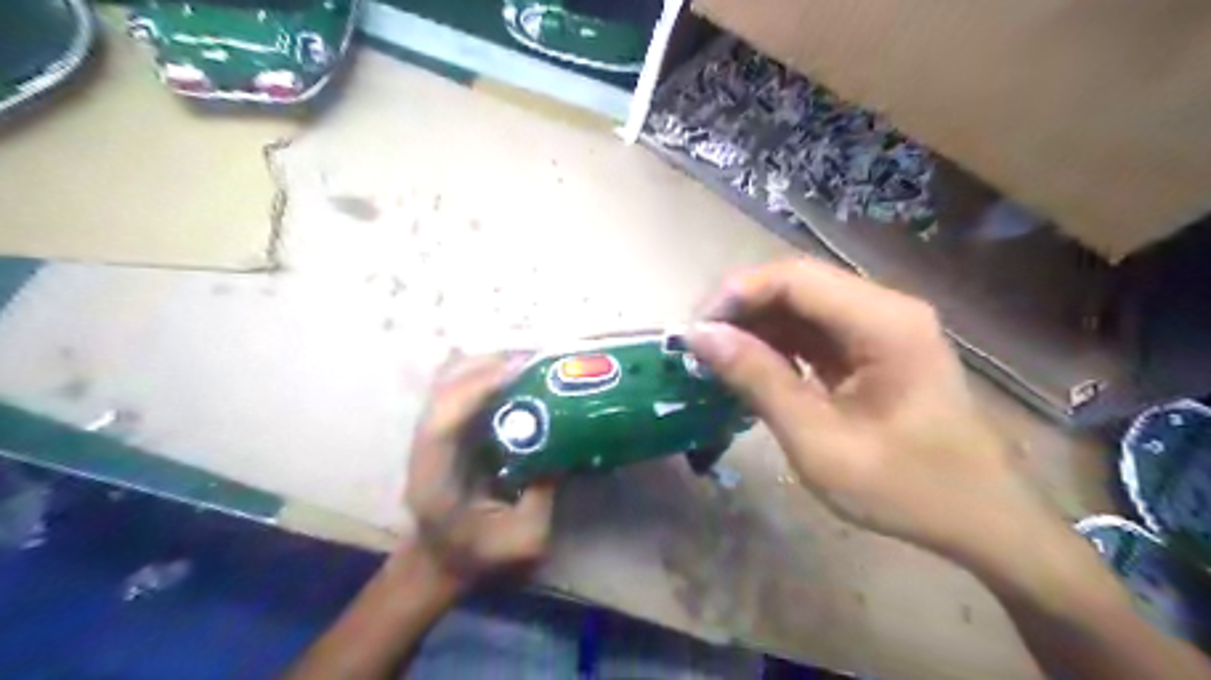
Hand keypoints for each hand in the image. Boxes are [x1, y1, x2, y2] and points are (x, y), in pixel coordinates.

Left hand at [407, 357, 557, 584]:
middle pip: (443, 387)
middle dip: (487, 366)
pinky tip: (518, 374)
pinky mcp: (447, 428)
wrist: (441, 561)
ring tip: (531, 363)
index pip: (443, 420)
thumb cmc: (479, 556)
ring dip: (488, 364)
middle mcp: (426, 446)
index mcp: (434, 478)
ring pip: (450, 379)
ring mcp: (433, 433)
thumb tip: (566, 446)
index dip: (476, 389)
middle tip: (537, 361)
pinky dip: (487, 372)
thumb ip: (543, 495)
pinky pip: (461, 387)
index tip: (520, 371)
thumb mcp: (523, 539)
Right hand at [691, 260, 1051, 556]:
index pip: (794, 278)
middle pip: (797, 285)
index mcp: (883, 323)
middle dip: (741, 310)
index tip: (695, 331)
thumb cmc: (906, 488)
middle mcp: (884, 308)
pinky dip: (777, 345)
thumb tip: (700, 336)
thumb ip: (759, 381)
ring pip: (801, 305)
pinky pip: (814, 331)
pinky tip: (751, 368)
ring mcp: (881, 326)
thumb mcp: (819, 442)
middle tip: (698, 347)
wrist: (980, 519)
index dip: (736, 294)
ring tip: (716, 359)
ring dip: (756, 327)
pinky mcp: (873, 347)